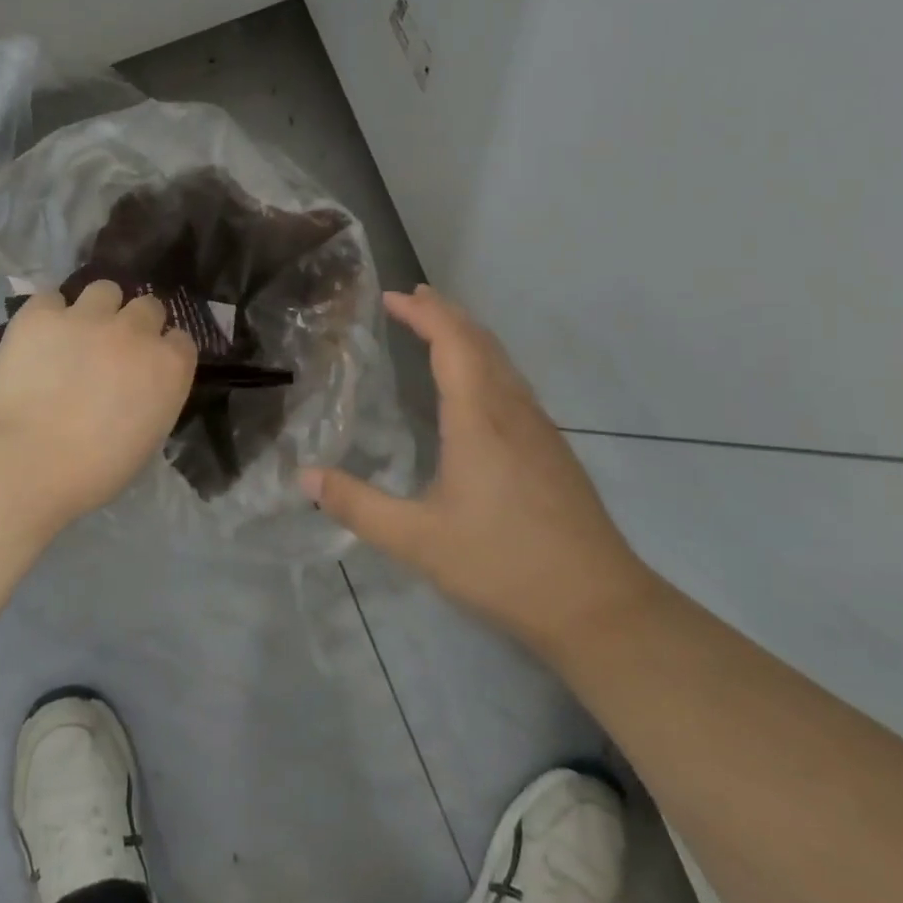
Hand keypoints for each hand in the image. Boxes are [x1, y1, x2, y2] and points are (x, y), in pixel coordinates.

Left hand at [0, 282, 197, 526]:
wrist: (25, 464)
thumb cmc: (93, 471)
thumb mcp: (146, 439)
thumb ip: (152, 399)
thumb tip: (138, 388)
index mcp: (168, 366)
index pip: (180, 340)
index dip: (163, 351)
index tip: (147, 368)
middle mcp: (135, 331)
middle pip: (147, 307)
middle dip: (135, 325)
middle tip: (113, 350)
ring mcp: (87, 317)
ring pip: (104, 289)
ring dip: (97, 308)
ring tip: (76, 333)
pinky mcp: (41, 314)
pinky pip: (51, 298)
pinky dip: (48, 314)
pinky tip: (39, 338)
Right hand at [302, 286, 653, 650]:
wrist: (598, 605)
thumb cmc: (502, 564)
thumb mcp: (417, 540)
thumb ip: (358, 505)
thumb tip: (304, 476)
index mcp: (479, 418)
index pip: (452, 343)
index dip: (423, 313)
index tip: (391, 297)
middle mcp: (512, 410)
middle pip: (480, 341)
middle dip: (445, 313)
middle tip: (412, 298)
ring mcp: (539, 428)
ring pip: (502, 361)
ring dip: (468, 335)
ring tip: (440, 328)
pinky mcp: (552, 449)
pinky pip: (513, 383)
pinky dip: (486, 361)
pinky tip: (477, 386)